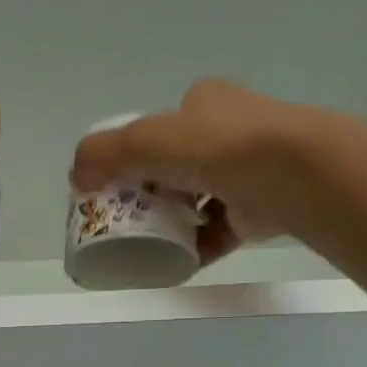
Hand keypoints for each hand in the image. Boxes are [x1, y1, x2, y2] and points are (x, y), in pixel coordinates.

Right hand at [69, 79, 318, 265]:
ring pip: (199, 199)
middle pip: (178, 165)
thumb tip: (75, 178)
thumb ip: (104, 154)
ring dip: (173, 221)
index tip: (117, 183)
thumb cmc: (217, 147)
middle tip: (126, 217)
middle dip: (152, 191)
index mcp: (206, 102)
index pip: (164, 125)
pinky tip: (174, 263)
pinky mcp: (259, 211)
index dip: (137, 151)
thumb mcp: (146, 141)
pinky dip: (194, 248)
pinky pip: (217, 233)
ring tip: (147, 242)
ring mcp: (249, 172)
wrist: (291, 175)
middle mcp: (230, 131)